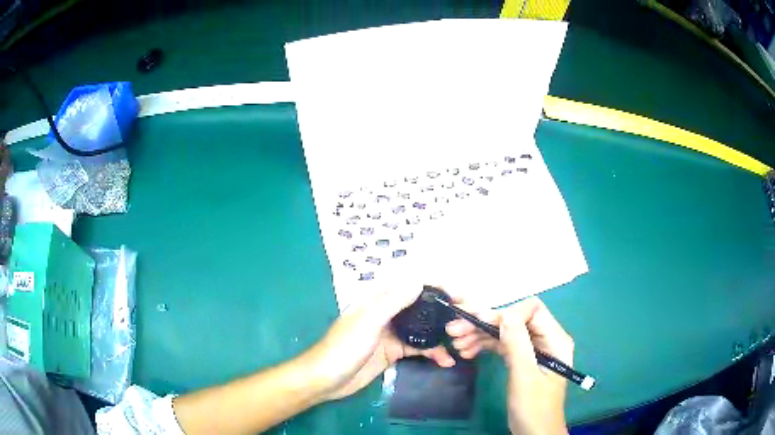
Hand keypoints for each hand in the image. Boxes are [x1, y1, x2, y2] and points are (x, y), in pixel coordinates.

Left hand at [307, 282, 455, 401]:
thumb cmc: (344, 348)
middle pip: (421, 306)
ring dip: (441, 333)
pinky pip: (419, 348)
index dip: (436, 285)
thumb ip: (393, 302)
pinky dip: (433, 352)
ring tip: (463, 341)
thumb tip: (420, 280)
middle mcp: (388, 312)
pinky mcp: (394, 352)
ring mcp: (392, 333)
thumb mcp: (369, 323)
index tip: (459, 293)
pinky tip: (446, 361)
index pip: (412, 285)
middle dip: (444, 310)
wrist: (327, 380)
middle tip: (468, 316)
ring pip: (423, 328)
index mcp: (379, 300)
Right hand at [446, 298, 572, 434]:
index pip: (532, 310)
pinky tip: (467, 351)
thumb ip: (517, 345)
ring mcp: (533, 349)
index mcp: (555, 340)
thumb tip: (504, 313)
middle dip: (487, 323)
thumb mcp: (525, 377)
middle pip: (516, 319)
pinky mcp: (522, 359)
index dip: (506, 312)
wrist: (534, 433)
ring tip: (457, 343)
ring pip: (506, 331)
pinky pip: (503, 345)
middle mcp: (545, 339)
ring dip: (482, 334)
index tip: (479, 322)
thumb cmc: (534, 408)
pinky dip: (485, 346)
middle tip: (456, 330)